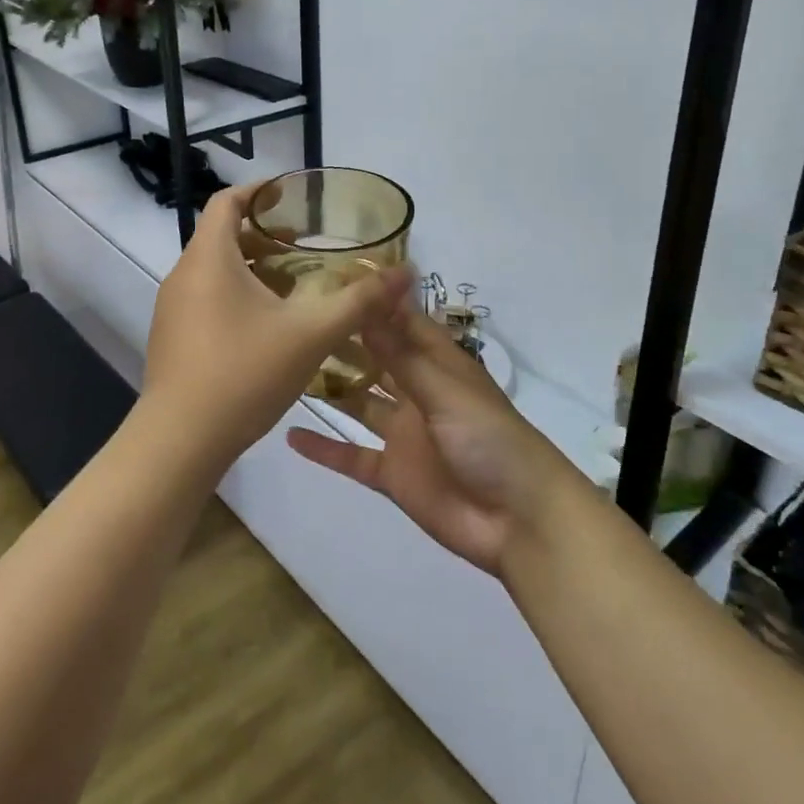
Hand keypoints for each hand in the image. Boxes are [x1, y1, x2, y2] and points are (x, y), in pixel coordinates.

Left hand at [142, 183, 415, 470]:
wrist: (180, 441)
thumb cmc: (243, 372)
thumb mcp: (311, 334)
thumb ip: (359, 301)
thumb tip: (406, 273)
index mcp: (210, 258)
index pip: (226, 202)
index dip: (258, 191)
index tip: (290, 195)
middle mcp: (183, 275)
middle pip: (221, 237)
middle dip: (263, 236)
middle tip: (304, 247)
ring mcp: (172, 309)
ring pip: (213, 271)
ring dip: (251, 269)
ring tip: (293, 287)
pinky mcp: (171, 338)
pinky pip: (205, 300)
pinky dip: (235, 296)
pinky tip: (267, 328)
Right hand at [286, 307, 583, 576]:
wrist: (518, 521)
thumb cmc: (489, 439)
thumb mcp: (445, 390)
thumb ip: (400, 355)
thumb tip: (366, 307)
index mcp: (439, 365)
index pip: (403, 324)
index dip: (373, 304)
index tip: (331, 282)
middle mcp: (418, 393)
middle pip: (376, 361)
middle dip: (344, 343)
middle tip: (296, 323)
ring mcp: (404, 434)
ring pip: (360, 405)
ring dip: (331, 390)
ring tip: (285, 370)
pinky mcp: (392, 474)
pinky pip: (352, 456)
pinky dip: (325, 448)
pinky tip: (289, 435)